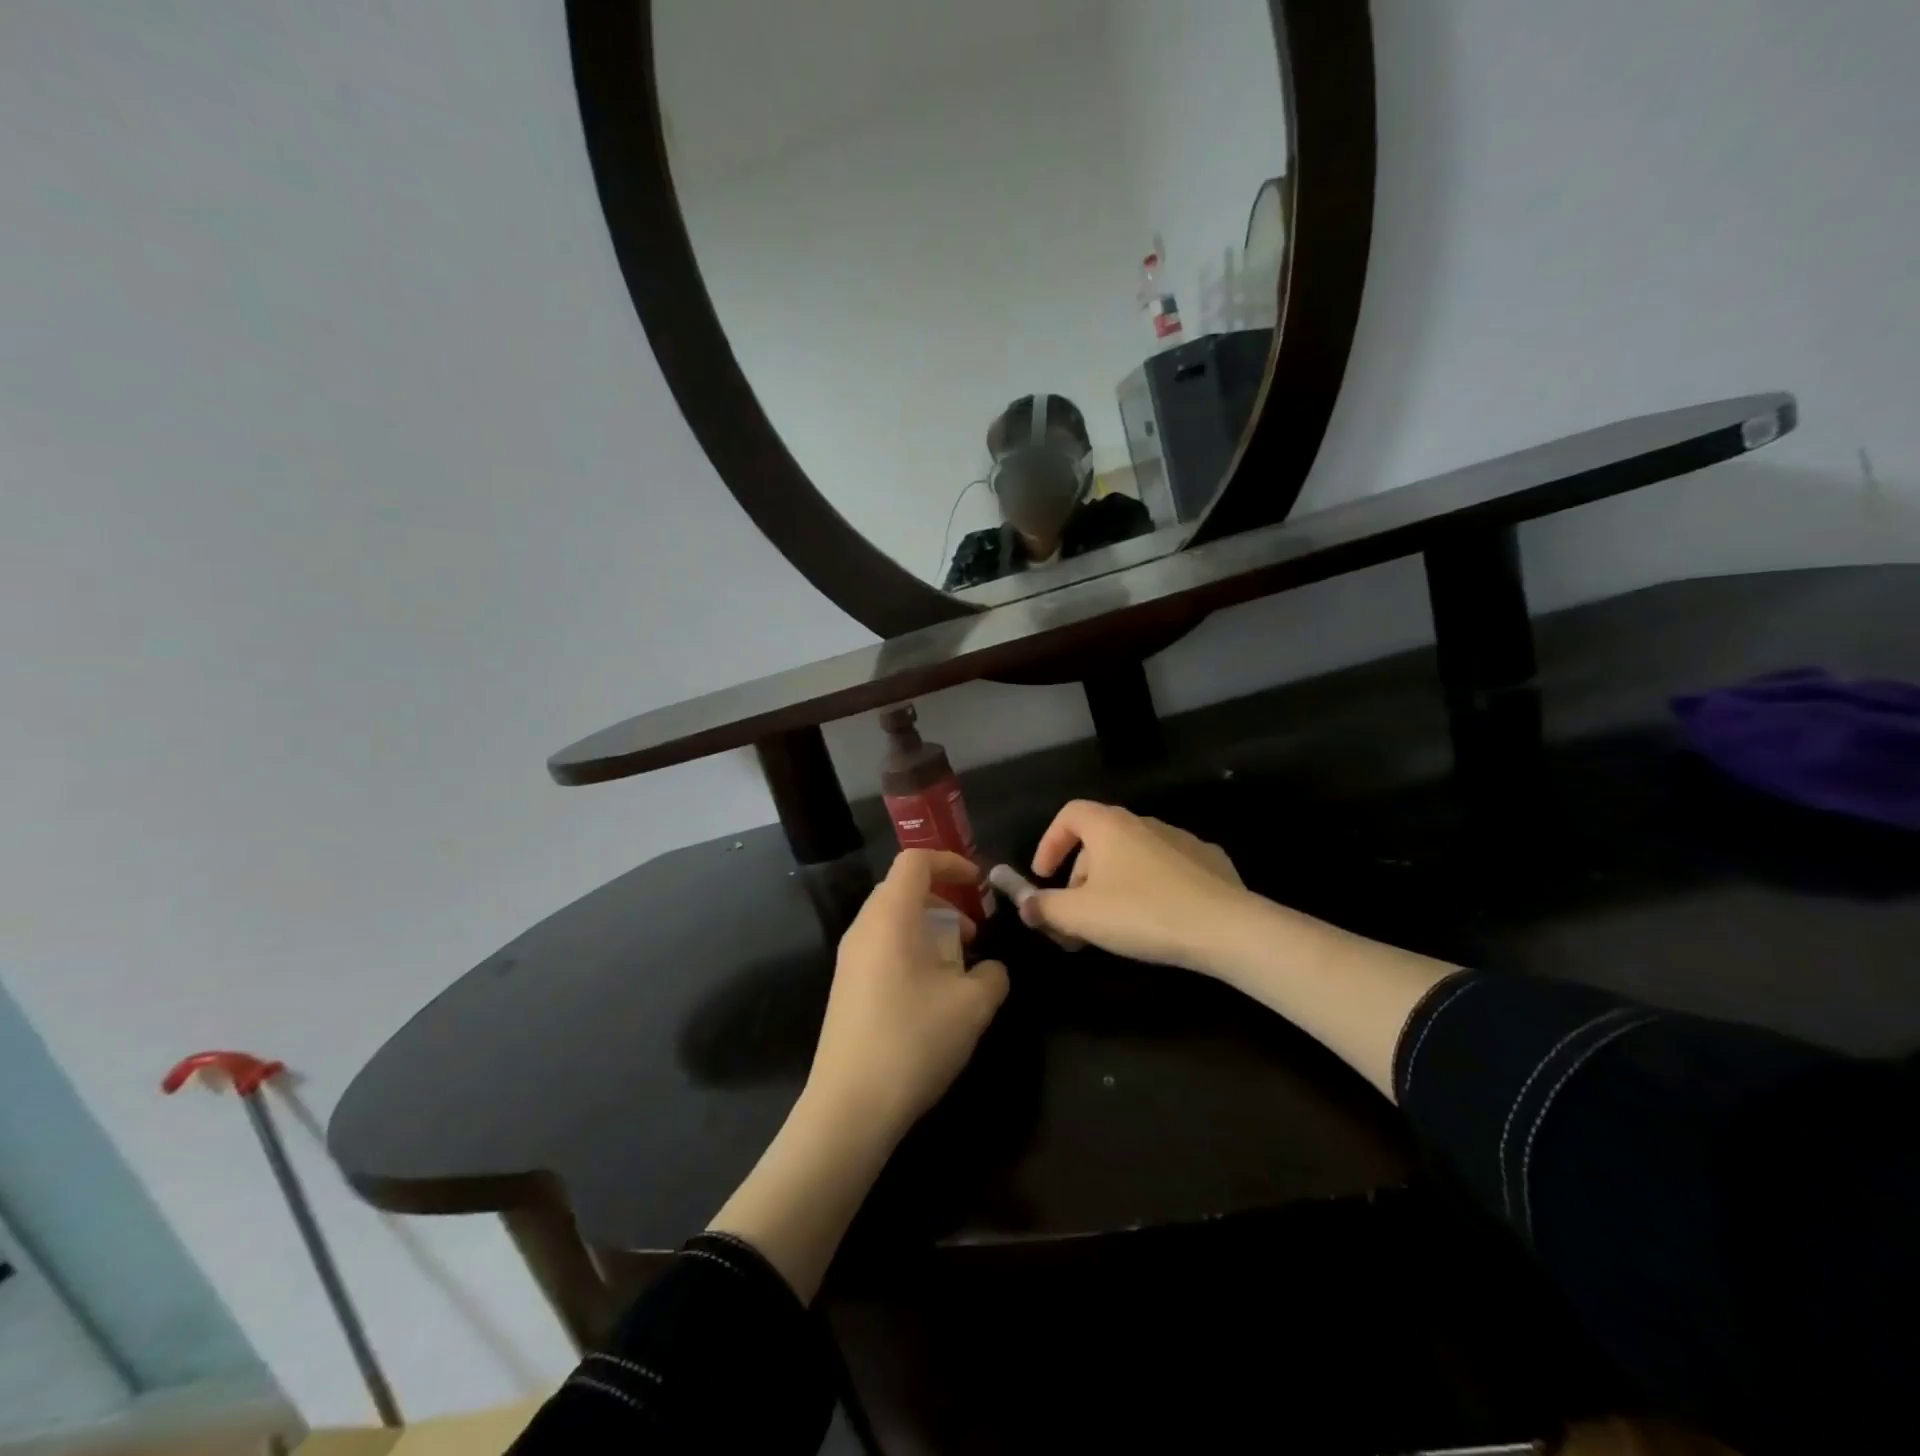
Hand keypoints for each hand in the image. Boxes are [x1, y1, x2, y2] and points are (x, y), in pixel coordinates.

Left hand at [806, 850, 1009, 1141]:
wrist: (850, 1106)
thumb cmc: (914, 1040)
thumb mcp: (972, 1006)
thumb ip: (992, 975)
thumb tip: (991, 969)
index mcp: (890, 916)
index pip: (915, 861)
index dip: (951, 862)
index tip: (978, 885)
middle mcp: (863, 928)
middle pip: (902, 889)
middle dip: (943, 900)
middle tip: (972, 932)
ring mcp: (849, 959)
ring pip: (891, 920)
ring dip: (928, 928)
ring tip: (956, 966)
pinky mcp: (844, 987)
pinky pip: (880, 947)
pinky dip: (910, 950)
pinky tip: (930, 994)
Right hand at [1019, 800, 1247, 973]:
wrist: (1226, 928)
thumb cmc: (1142, 913)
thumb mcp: (1081, 916)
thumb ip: (1046, 908)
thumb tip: (1025, 905)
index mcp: (1109, 825)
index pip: (1069, 814)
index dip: (1050, 843)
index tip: (1044, 877)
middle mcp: (1144, 822)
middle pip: (1099, 839)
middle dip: (1081, 876)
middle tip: (1078, 914)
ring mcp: (1181, 839)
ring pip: (1133, 854)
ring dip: (1115, 882)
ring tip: (1116, 922)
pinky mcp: (1210, 861)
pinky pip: (1167, 868)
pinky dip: (1151, 886)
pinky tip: (1158, 918)